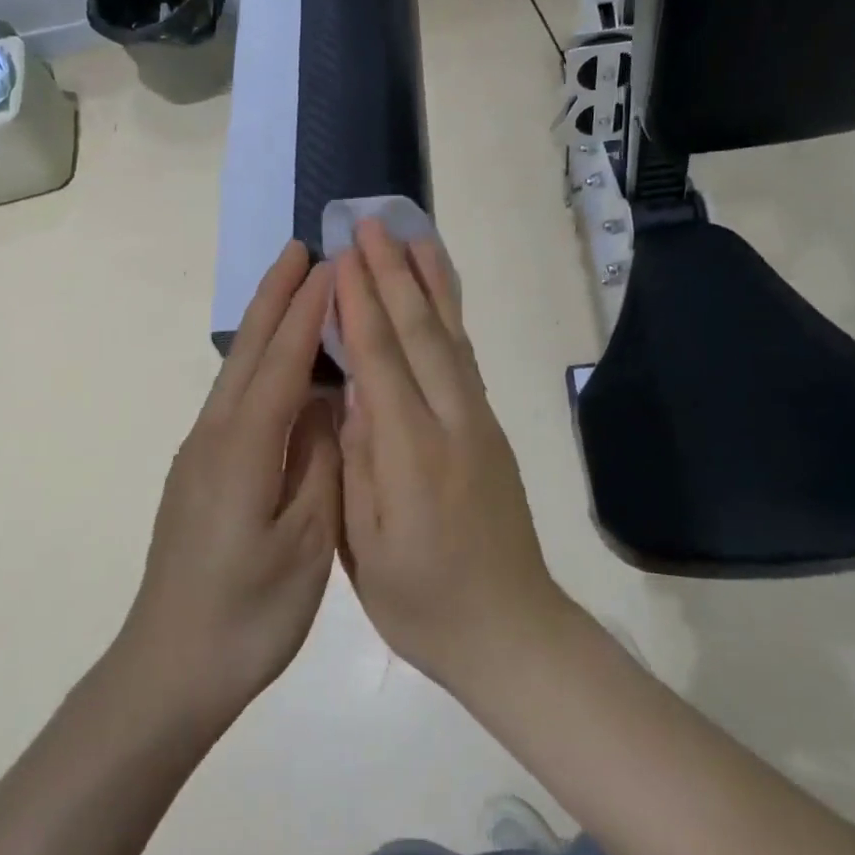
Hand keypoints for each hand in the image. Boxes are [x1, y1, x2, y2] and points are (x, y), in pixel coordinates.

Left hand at [121, 241, 340, 732]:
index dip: (308, 312)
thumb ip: (320, 463)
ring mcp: (200, 453)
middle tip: (301, 249)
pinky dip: (257, 363)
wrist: (169, 669)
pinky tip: (276, 365)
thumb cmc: (249, 614)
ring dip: (264, 324)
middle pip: (248, 351)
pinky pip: (232, 398)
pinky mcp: (198, 472)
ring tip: (291, 288)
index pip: (281, 363)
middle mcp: (214, 436)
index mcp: (244, 449)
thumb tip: (326, 404)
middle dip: (275, 296)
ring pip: (235, 371)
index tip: (333, 266)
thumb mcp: (306, 543)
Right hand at [334, 220, 569, 694]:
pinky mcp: (490, 428)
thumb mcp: (365, 546)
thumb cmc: (422, 602)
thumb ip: (359, 459)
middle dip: (391, 273)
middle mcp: (452, 423)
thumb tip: (351, 388)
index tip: (343, 256)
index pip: (380, 360)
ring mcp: (479, 422)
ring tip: (413, 234)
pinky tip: (439, 295)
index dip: (360, 303)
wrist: (511, 631)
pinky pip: (465, 357)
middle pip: (419, 333)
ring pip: (451, 336)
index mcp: (412, 455)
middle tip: (369, 224)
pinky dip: (451, 316)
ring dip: (429, 281)